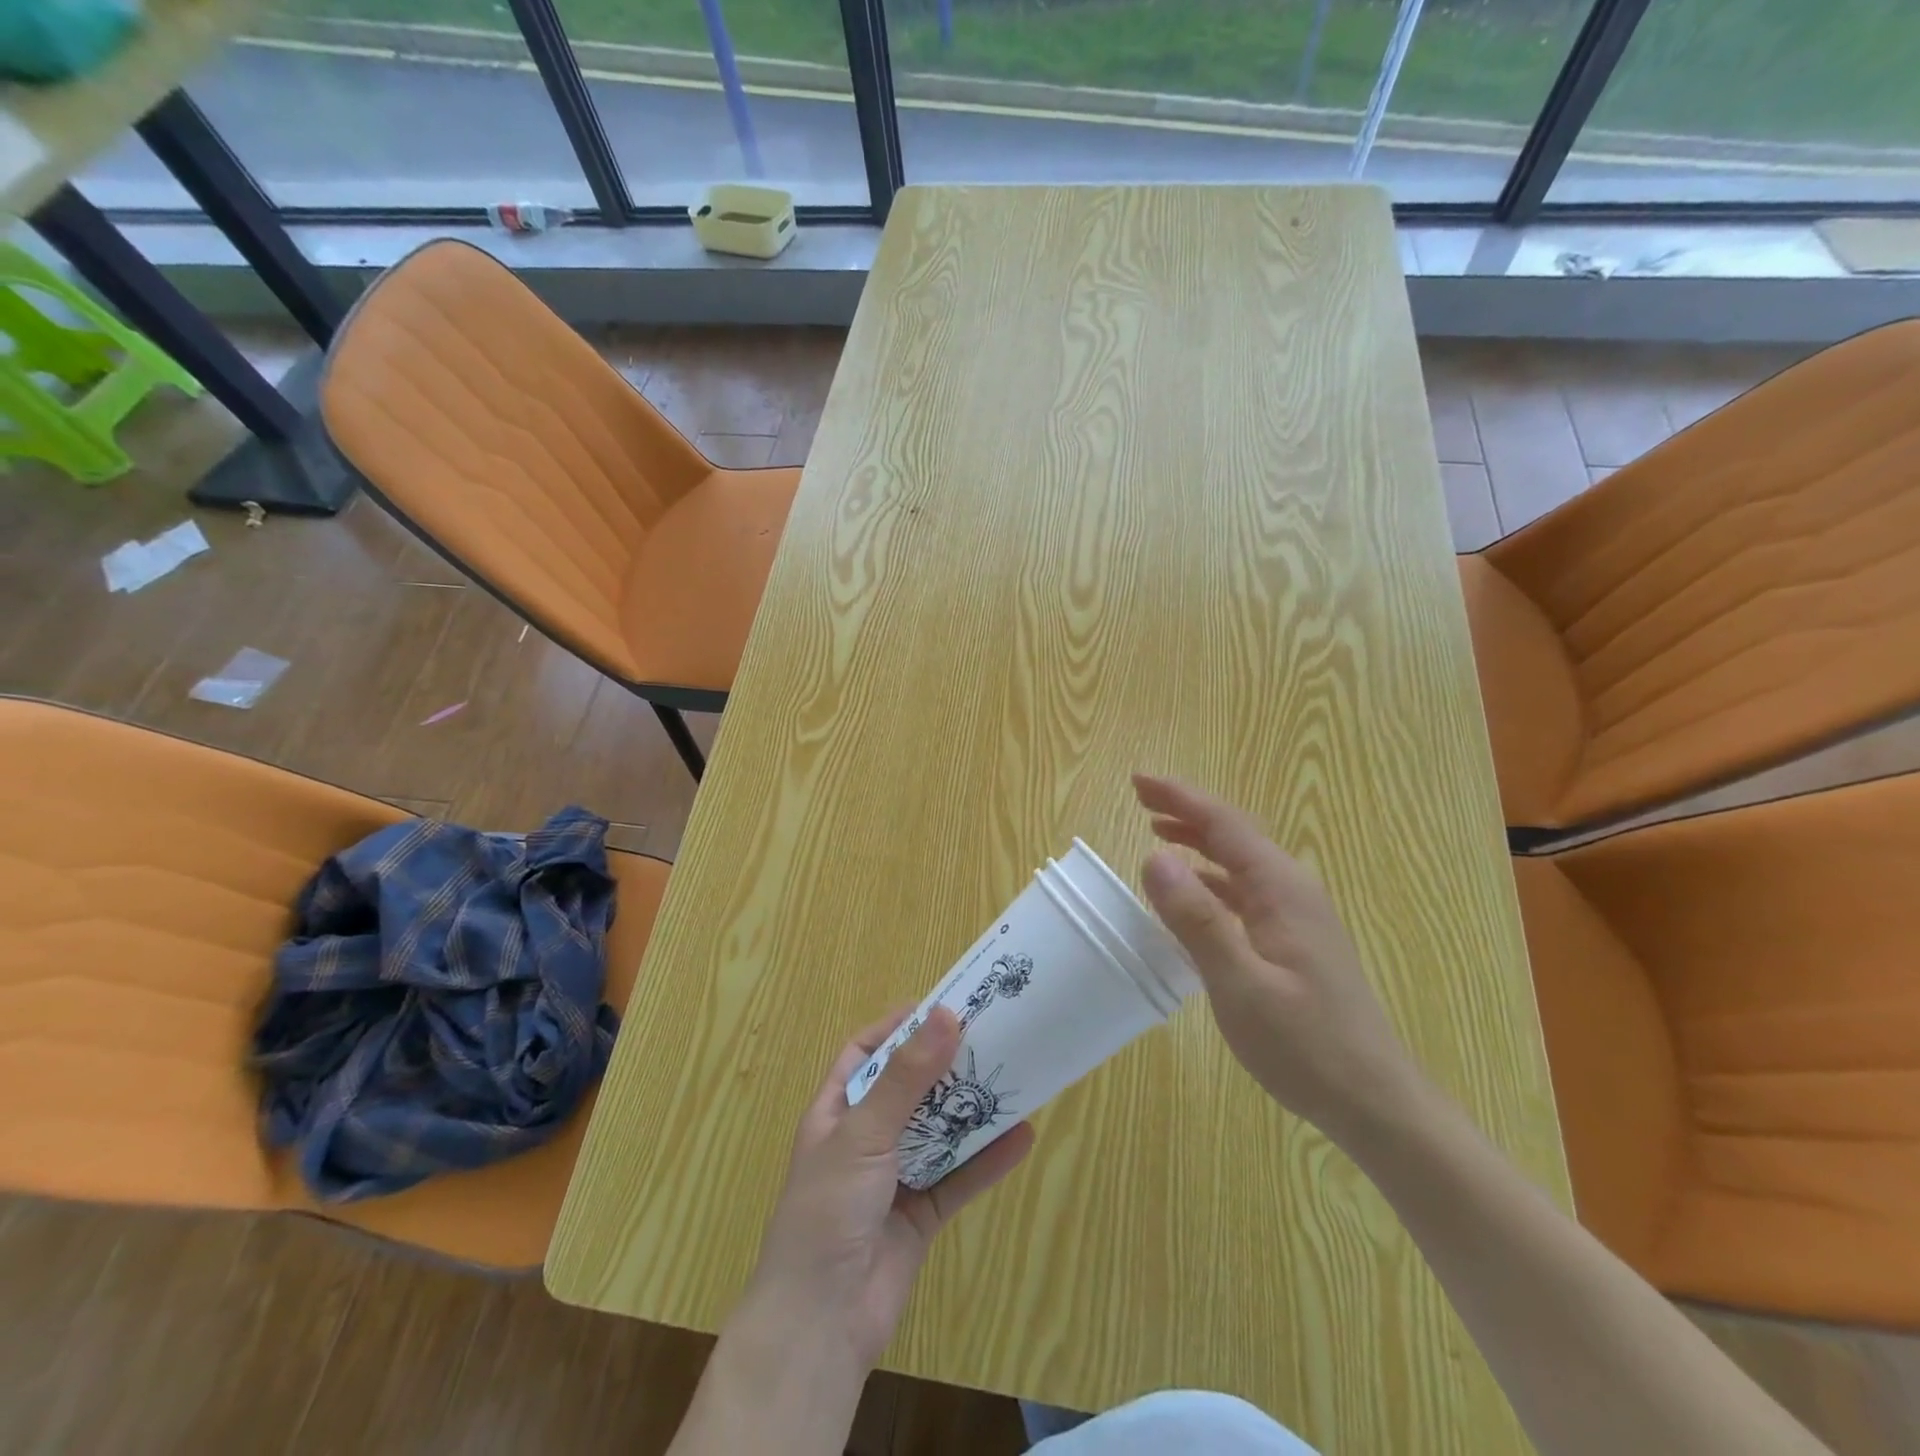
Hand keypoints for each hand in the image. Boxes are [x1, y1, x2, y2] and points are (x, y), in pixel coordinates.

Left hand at [743, 1005, 1034, 1369]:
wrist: (821, 1326)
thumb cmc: (827, 1211)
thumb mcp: (863, 1133)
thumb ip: (907, 1078)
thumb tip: (946, 1015)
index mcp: (836, 1112)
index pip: (865, 1053)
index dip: (897, 1028)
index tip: (941, 1008)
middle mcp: (865, 1139)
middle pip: (910, 1088)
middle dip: (945, 1064)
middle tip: (990, 1035)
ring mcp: (895, 1177)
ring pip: (939, 1131)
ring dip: (971, 1108)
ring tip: (1012, 1076)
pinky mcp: (922, 1215)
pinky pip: (959, 1177)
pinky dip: (988, 1159)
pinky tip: (1022, 1137)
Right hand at [1133, 773, 1423, 1143]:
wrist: (1375, 1102)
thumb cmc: (1306, 1045)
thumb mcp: (1240, 984)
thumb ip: (1196, 919)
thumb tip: (1154, 858)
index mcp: (1281, 889)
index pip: (1224, 824)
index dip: (1179, 797)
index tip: (1138, 780)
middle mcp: (1292, 890)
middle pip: (1234, 835)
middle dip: (1187, 811)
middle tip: (1141, 799)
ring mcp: (1296, 916)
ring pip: (1240, 862)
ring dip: (1198, 842)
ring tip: (1157, 832)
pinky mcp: (1294, 941)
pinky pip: (1244, 892)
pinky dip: (1211, 879)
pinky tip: (1191, 893)